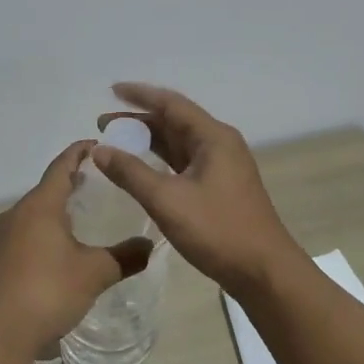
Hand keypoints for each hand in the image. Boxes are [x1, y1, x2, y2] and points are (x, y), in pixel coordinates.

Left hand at [0, 141, 152, 359]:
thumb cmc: (49, 291)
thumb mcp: (95, 273)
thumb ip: (125, 256)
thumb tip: (149, 246)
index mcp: (40, 205)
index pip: (61, 166)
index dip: (79, 153)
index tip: (96, 145)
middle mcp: (17, 213)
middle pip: (46, 188)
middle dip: (70, 181)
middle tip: (97, 182)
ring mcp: (2, 237)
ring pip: (33, 212)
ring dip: (55, 208)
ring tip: (80, 215)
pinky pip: (24, 233)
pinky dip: (43, 230)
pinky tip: (57, 249)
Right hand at [93, 83, 305, 295]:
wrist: (264, 272)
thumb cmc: (217, 230)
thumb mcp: (167, 200)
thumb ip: (130, 172)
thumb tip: (99, 149)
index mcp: (213, 137)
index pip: (171, 104)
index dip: (140, 95)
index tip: (110, 91)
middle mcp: (219, 144)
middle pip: (174, 121)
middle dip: (138, 121)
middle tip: (103, 126)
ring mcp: (222, 166)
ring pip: (179, 144)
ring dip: (148, 141)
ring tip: (115, 144)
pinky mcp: (220, 187)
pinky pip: (184, 163)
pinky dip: (160, 161)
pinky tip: (141, 169)